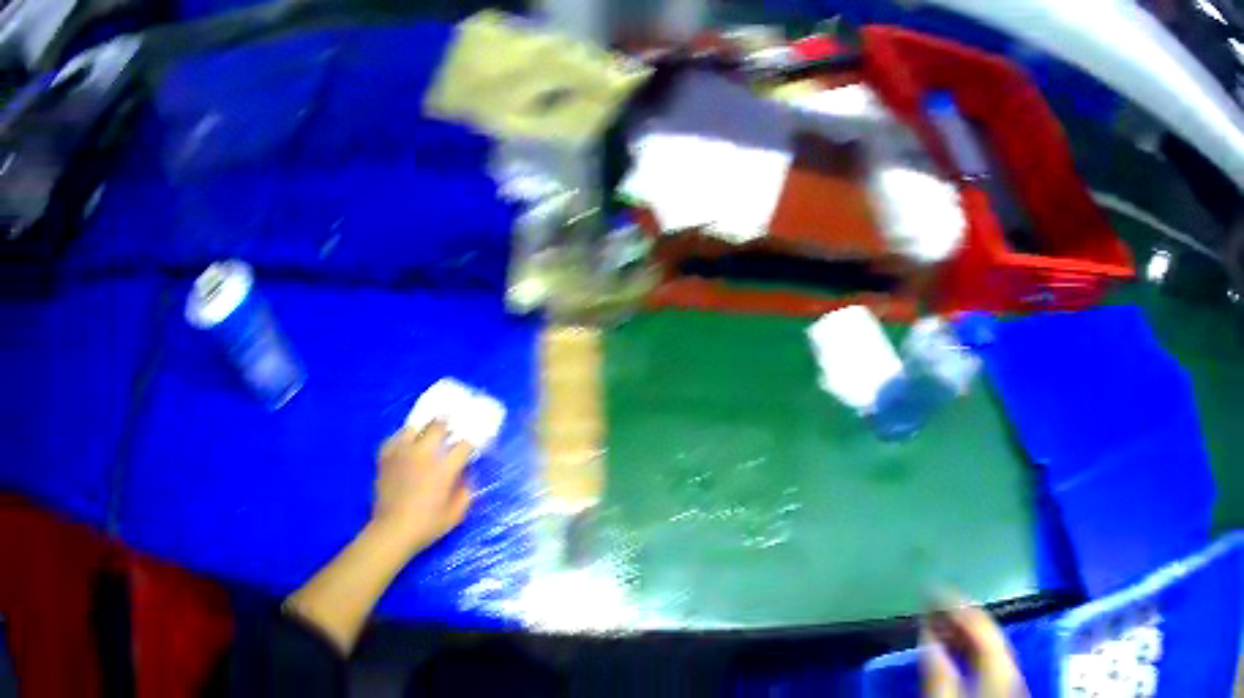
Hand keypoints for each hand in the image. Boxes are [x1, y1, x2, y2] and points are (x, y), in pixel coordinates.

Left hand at [372, 421, 472, 553]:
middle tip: (448, 430)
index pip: (463, 445)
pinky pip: (394, 438)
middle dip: (446, 426)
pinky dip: (402, 439)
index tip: (468, 448)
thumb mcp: (456, 515)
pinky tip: (405, 445)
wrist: (393, 529)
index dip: (468, 444)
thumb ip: (465, 493)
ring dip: (423, 430)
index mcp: (443, 468)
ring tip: (425, 436)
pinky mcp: (385, 456)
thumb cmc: (427, 525)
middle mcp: (423, 454)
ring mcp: (401, 452)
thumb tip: (465, 477)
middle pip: (437, 426)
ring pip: (414, 428)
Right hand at [921, 600, 1028, 697]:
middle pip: (987, 632)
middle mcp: (1010, 663)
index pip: (980, 624)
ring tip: (937, 626)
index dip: (955, 604)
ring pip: (988, 645)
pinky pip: (987, 658)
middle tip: (930, 604)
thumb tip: (928, 640)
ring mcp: (1010, 676)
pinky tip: (955, 653)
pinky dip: (969, 649)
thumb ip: (939, 675)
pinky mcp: (1004, 687)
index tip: (931, 589)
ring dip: (962, 633)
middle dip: (958, 616)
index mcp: (999, 665)